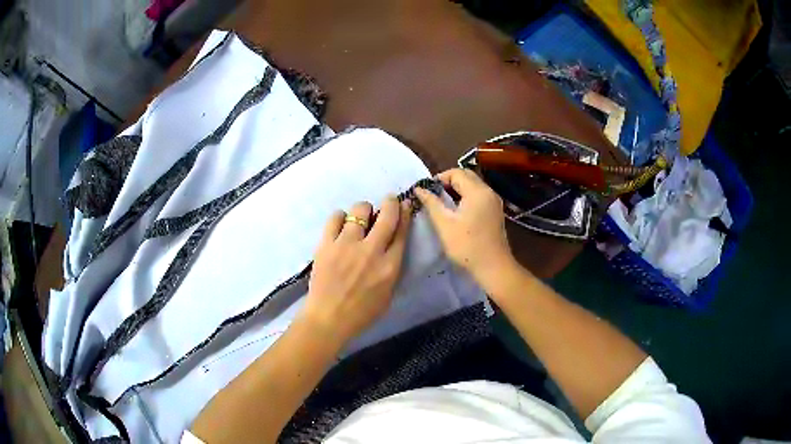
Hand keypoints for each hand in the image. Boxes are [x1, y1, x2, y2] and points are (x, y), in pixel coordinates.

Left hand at [300, 196, 411, 345]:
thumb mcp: (388, 294)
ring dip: (364, 211)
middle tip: (388, 200)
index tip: (404, 205)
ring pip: (360, 210)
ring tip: (360, 219)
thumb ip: (392, 268)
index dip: (405, 213)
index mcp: (390, 266)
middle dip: (391, 202)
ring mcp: (346, 245)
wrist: (328, 319)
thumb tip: (392, 245)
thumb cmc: (361, 313)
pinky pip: (335, 217)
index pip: (402, 231)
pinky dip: (340, 217)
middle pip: (387, 214)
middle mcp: (371, 251)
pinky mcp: (326, 244)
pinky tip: (341, 225)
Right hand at [416, 168, 514, 284]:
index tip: (427, 191)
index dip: (439, 178)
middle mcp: (488, 191)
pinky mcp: (495, 211)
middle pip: (466, 176)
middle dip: (448, 181)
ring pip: (473, 185)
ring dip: (458, 189)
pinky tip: (457, 211)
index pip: (456, 172)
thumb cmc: (467, 246)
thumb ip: (431, 203)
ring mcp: (494, 202)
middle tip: (433, 195)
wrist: (493, 267)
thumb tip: (419, 189)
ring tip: (442, 203)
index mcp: (477, 191)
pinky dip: (467, 197)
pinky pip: (479, 195)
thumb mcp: (444, 224)